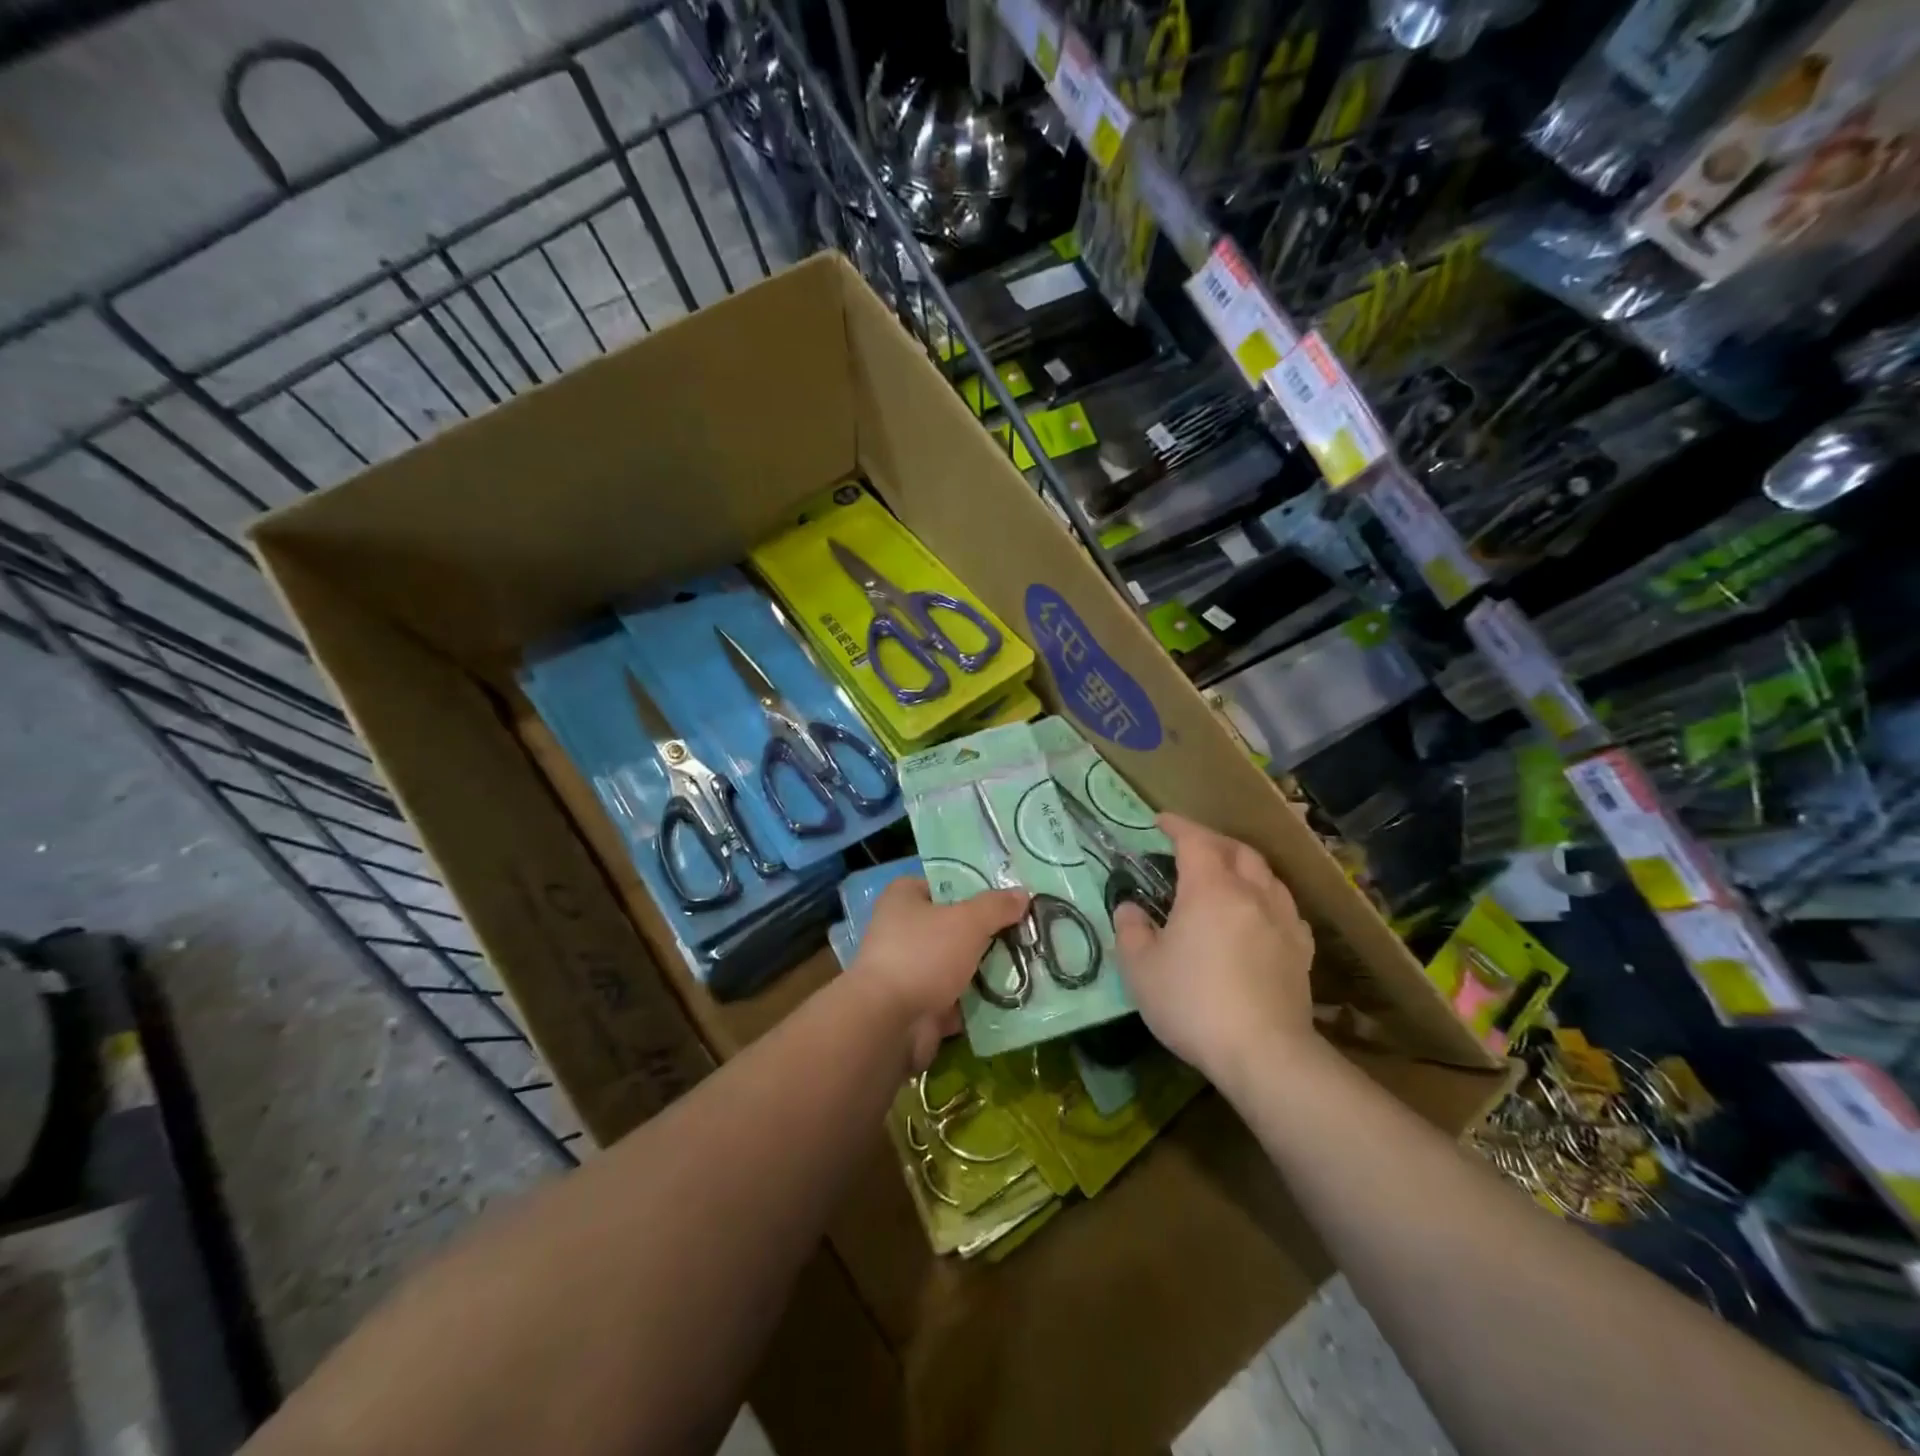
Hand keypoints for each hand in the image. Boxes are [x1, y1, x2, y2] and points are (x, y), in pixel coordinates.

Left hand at [851, 878, 1029, 1071]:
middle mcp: (903, 929)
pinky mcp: (921, 1002)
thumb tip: (1023, 894)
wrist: (889, 1023)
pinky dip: (981, 998)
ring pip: (960, 961)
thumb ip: (996, 906)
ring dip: (989, 966)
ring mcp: (911, 968)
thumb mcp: (967, 921)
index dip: (979, 887)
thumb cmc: (923, 955)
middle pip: (956, 923)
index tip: (1013, 895)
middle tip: (1030, 930)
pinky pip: (959, 995)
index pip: (946, 882)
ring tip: (1031, 961)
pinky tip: (1016, 994)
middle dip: (990, 930)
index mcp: (905, 897)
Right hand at [1113, 813, 1314, 1083]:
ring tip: (1227, 874)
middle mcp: (1251, 893)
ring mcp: (1283, 921)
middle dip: (1212, 841)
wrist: (1263, 1053)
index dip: (1177, 826)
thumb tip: (1130, 908)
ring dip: (1244, 865)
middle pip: (1237, 851)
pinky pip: (1285, 908)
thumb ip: (1131, 930)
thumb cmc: (1193, 1003)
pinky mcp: (1301, 951)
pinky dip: (1267, 897)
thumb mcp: (1140, 969)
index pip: (1195, 841)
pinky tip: (1259, 914)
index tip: (1160, 821)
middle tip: (1191, 846)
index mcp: (1210, 889)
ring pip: (1267, 875)